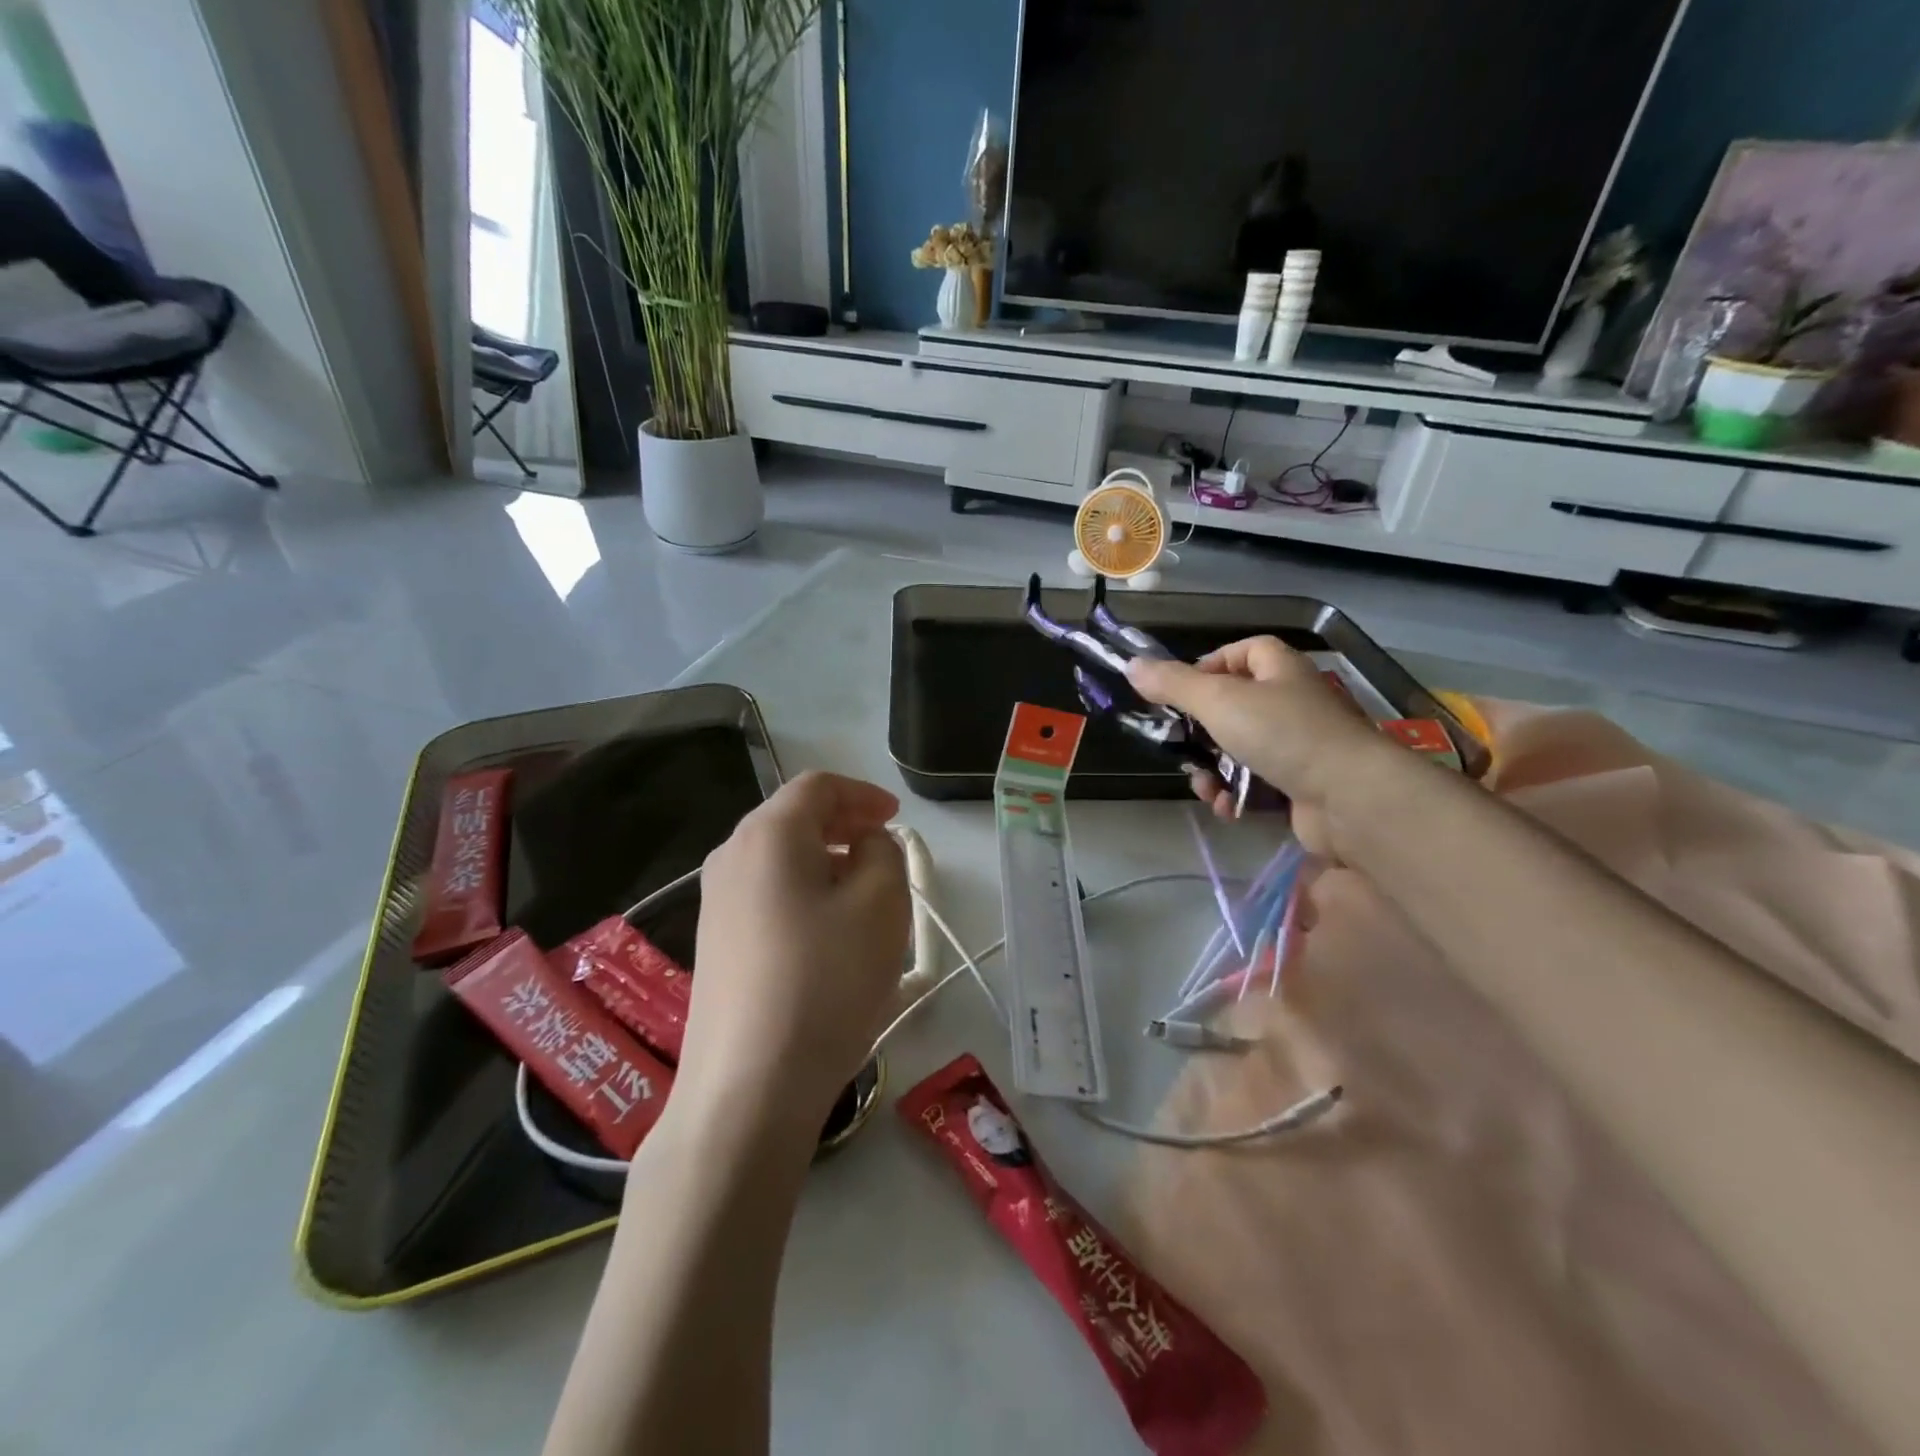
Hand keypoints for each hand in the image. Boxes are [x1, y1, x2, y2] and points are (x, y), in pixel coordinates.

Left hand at [678, 772, 910, 1138]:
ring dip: (826, 863)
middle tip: (884, 848)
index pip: (818, 787)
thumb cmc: (825, 981)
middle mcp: (731, 857)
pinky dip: (804, 895)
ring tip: (865, 895)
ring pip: (780, 861)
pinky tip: (829, 935)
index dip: (863, 794)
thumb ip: (884, 853)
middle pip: (793, 819)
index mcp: (768, 834)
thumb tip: (864, 846)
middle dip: (844, 826)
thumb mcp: (881, 904)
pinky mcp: (715, 946)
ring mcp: (715, 904)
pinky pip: (767, 897)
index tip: (897, 818)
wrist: (748, 1088)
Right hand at [1127, 637, 1391, 853]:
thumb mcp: (1218, 701)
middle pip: (1233, 705)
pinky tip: (1227, 807)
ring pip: (1240, 749)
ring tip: (1205, 788)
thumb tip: (1131, 665)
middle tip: (1180, 747)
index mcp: (1279, 669)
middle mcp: (1292, 701)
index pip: (1242, 652)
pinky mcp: (1301, 783)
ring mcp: (1299, 744)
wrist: (1350, 797)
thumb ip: (1173, 684)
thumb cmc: (1283, 734)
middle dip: (1200, 732)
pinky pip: (1257, 782)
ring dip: (1213, 770)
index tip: (1180, 692)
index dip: (1209, 666)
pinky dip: (1236, 794)